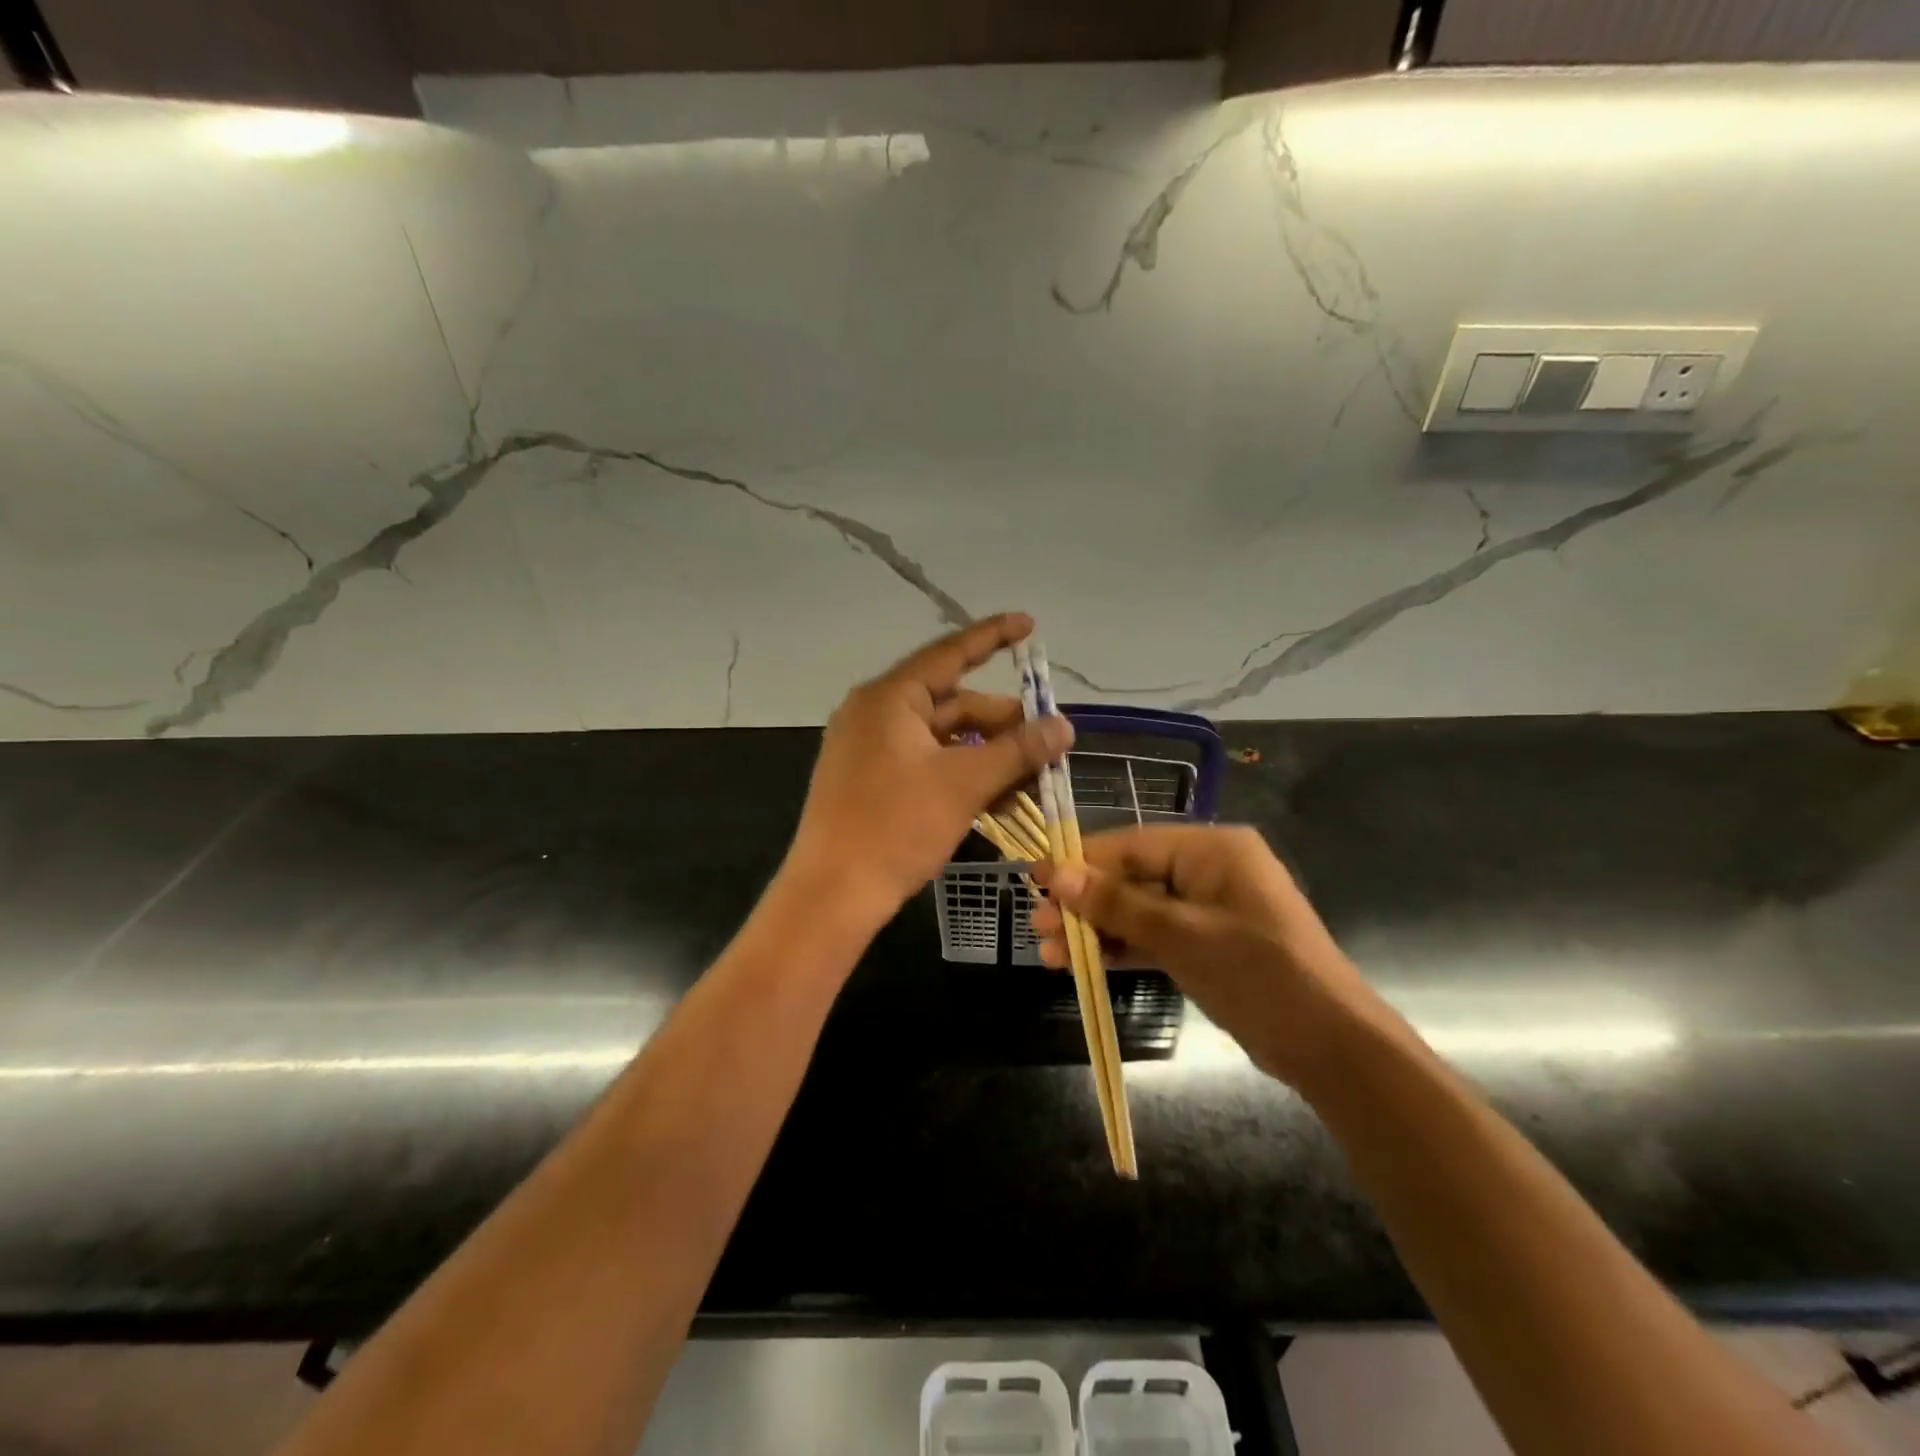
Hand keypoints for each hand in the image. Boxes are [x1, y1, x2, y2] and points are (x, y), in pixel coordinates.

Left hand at [786, 614, 1073, 922]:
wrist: (833, 894)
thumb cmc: (896, 826)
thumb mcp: (965, 784)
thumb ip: (1018, 750)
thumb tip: (1064, 726)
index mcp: (890, 698)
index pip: (950, 653)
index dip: (993, 637)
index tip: (1029, 625)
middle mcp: (875, 713)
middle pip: (952, 703)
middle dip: (1003, 721)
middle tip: (1048, 740)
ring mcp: (868, 748)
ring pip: (942, 738)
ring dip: (987, 754)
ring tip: (1031, 776)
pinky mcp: (870, 781)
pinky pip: (925, 763)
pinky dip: (960, 773)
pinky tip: (996, 797)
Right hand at [1031, 825, 1376, 1087]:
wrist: (1330, 1047)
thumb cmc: (1258, 974)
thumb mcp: (1181, 935)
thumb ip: (1117, 904)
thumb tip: (1057, 874)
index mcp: (1211, 848)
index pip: (1131, 845)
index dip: (1081, 862)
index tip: (1034, 879)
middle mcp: (1208, 869)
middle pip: (1131, 878)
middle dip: (1084, 903)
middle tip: (1037, 926)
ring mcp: (1208, 908)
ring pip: (1138, 910)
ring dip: (1096, 930)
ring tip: (1049, 953)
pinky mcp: (1207, 943)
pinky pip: (1155, 935)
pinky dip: (1123, 948)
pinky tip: (1084, 964)